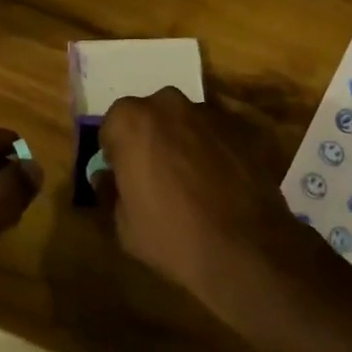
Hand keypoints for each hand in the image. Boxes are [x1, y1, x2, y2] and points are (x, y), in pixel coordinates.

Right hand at [96, 88, 318, 328]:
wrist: (246, 247)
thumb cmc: (172, 235)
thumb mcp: (123, 225)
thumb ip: (109, 191)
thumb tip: (106, 177)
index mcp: (132, 120)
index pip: (112, 127)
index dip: (115, 153)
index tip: (122, 177)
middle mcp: (169, 104)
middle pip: (150, 117)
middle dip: (149, 140)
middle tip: (155, 176)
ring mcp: (210, 112)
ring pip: (185, 122)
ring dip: (182, 142)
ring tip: (191, 182)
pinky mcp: (242, 127)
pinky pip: (216, 135)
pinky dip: (213, 150)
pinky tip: (219, 183)